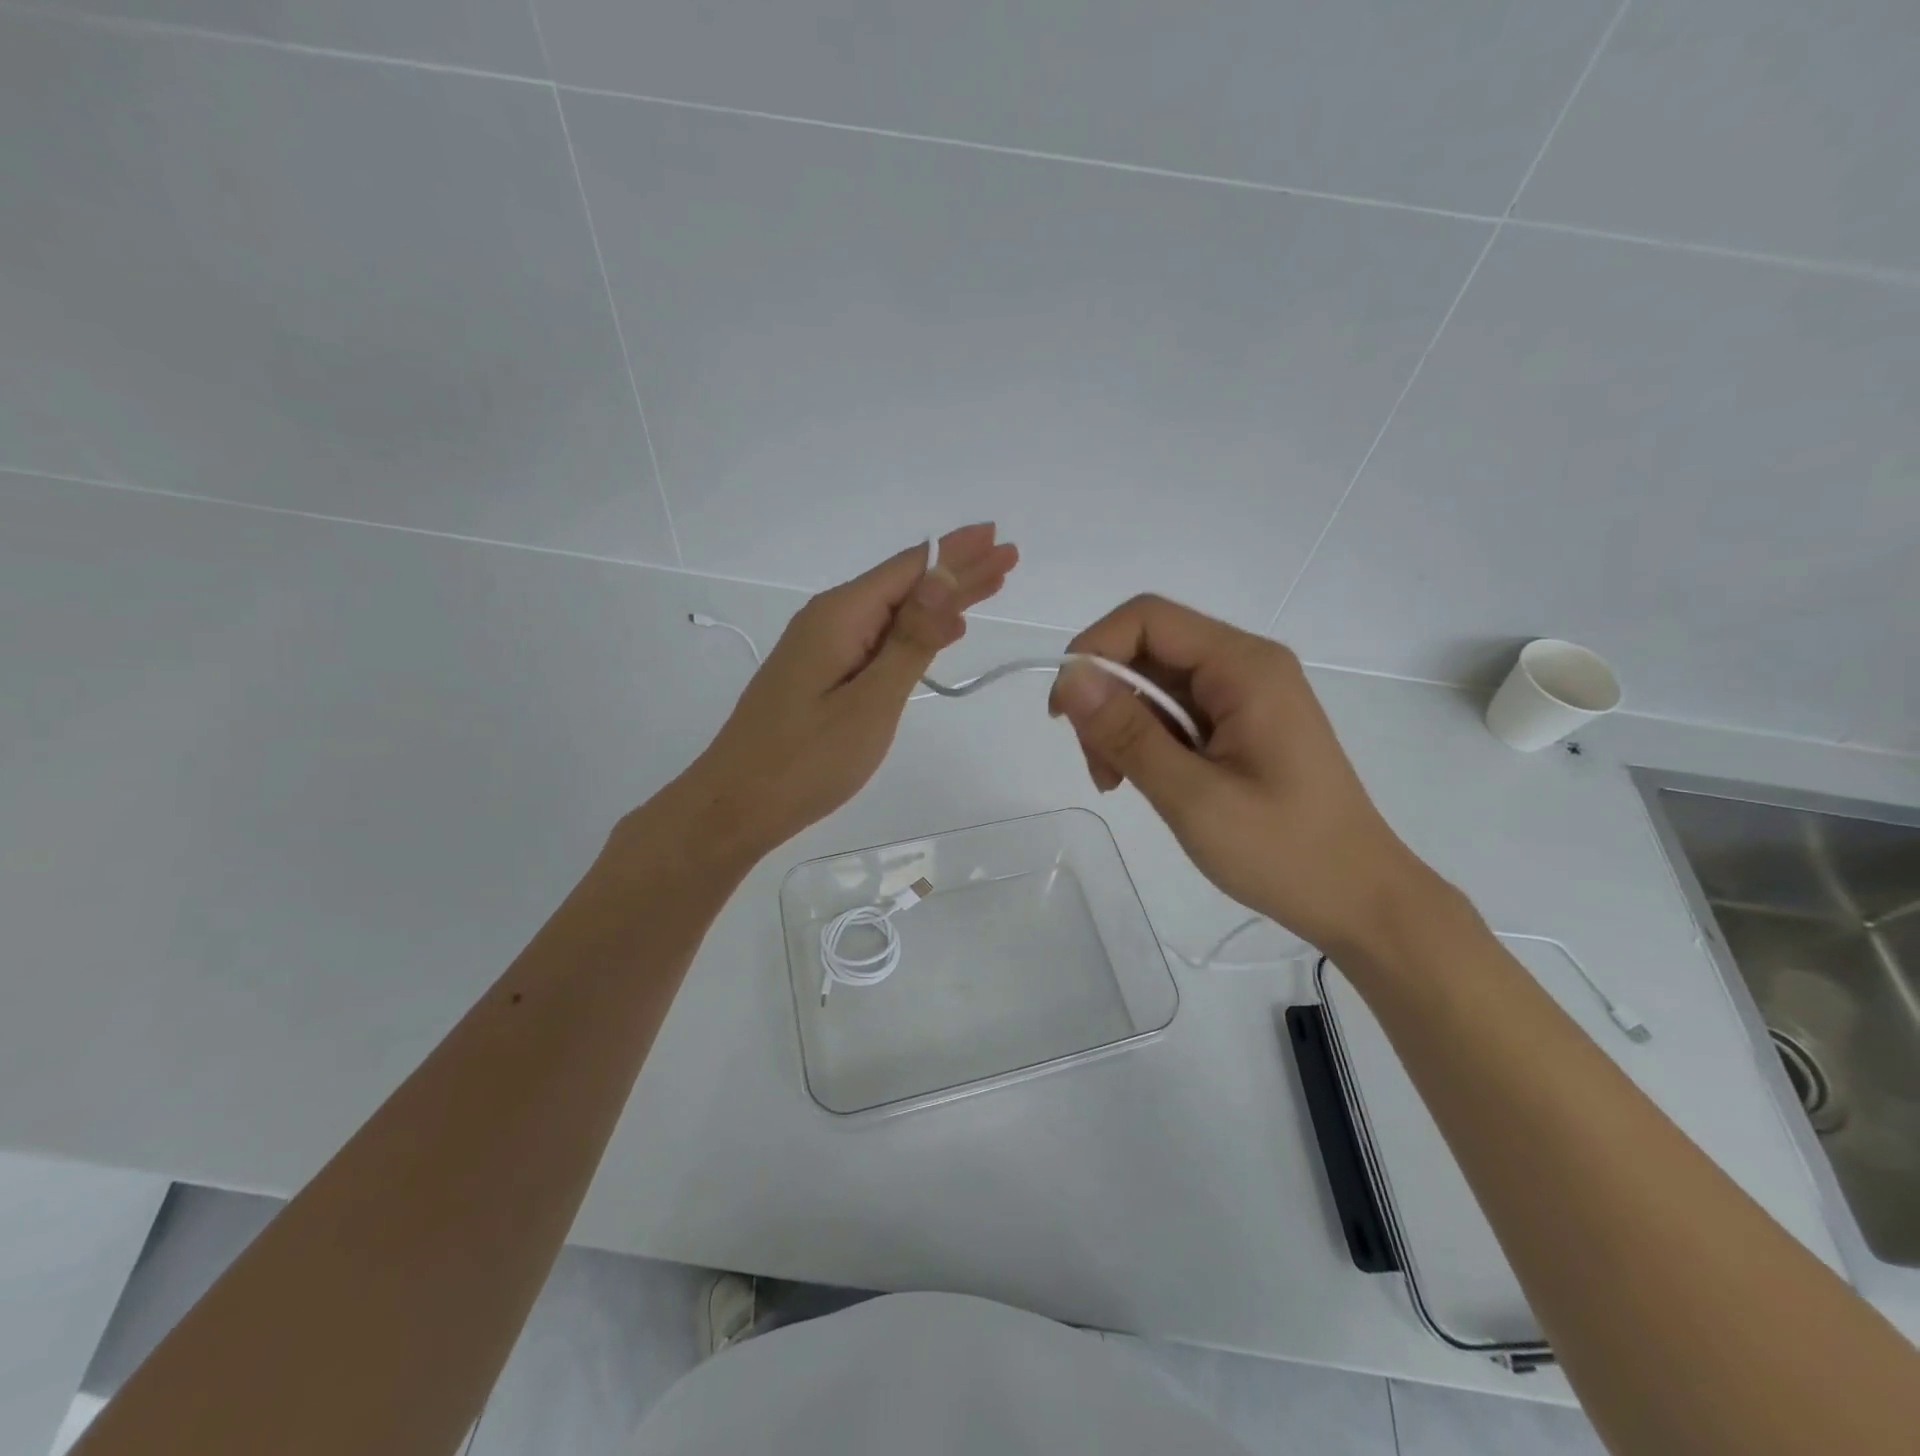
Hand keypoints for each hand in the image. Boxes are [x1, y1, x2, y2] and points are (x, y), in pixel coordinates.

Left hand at [690, 524, 1018, 855]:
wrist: (736, 804)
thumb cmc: (806, 760)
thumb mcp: (869, 703)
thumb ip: (910, 642)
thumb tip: (944, 578)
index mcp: (840, 616)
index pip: (910, 569)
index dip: (957, 553)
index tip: (998, 538)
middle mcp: (829, 619)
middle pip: (904, 585)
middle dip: (958, 571)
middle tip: (1007, 558)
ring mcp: (822, 646)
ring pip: (893, 611)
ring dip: (941, 601)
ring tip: (988, 587)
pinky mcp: (820, 673)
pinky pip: (877, 638)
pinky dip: (915, 631)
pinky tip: (941, 633)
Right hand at [1049, 594, 1434, 955]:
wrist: (1358, 898)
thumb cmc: (1284, 851)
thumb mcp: (1193, 796)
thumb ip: (1129, 733)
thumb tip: (1071, 677)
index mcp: (1244, 666)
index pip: (1148, 619)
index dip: (1093, 650)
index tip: (1064, 713)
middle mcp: (1245, 665)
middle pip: (1147, 650)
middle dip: (1104, 698)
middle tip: (1097, 765)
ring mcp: (1243, 695)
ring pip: (1153, 683)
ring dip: (1119, 724)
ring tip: (1114, 781)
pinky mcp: (1239, 723)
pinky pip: (1173, 711)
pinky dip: (1143, 739)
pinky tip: (1137, 778)